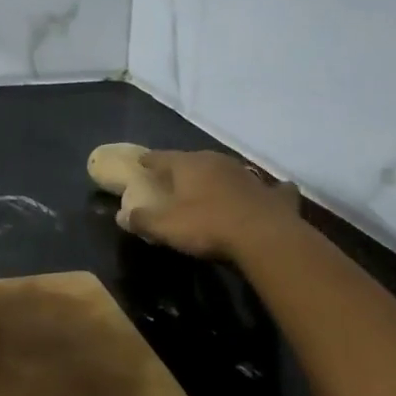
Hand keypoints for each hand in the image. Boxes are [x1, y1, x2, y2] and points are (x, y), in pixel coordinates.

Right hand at [117, 150, 301, 261]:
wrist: (265, 238)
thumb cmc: (208, 227)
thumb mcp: (166, 227)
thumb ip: (142, 220)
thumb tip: (121, 216)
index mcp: (189, 165)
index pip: (161, 157)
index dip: (149, 160)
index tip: (141, 162)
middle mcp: (218, 162)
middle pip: (195, 160)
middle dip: (184, 168)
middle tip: (175, 178)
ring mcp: (248, 176)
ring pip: (228, 170)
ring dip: (219, 177)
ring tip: (213, 187)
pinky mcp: (274, 194)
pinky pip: (270, 188)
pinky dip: (267, 190)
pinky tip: (271, 193)